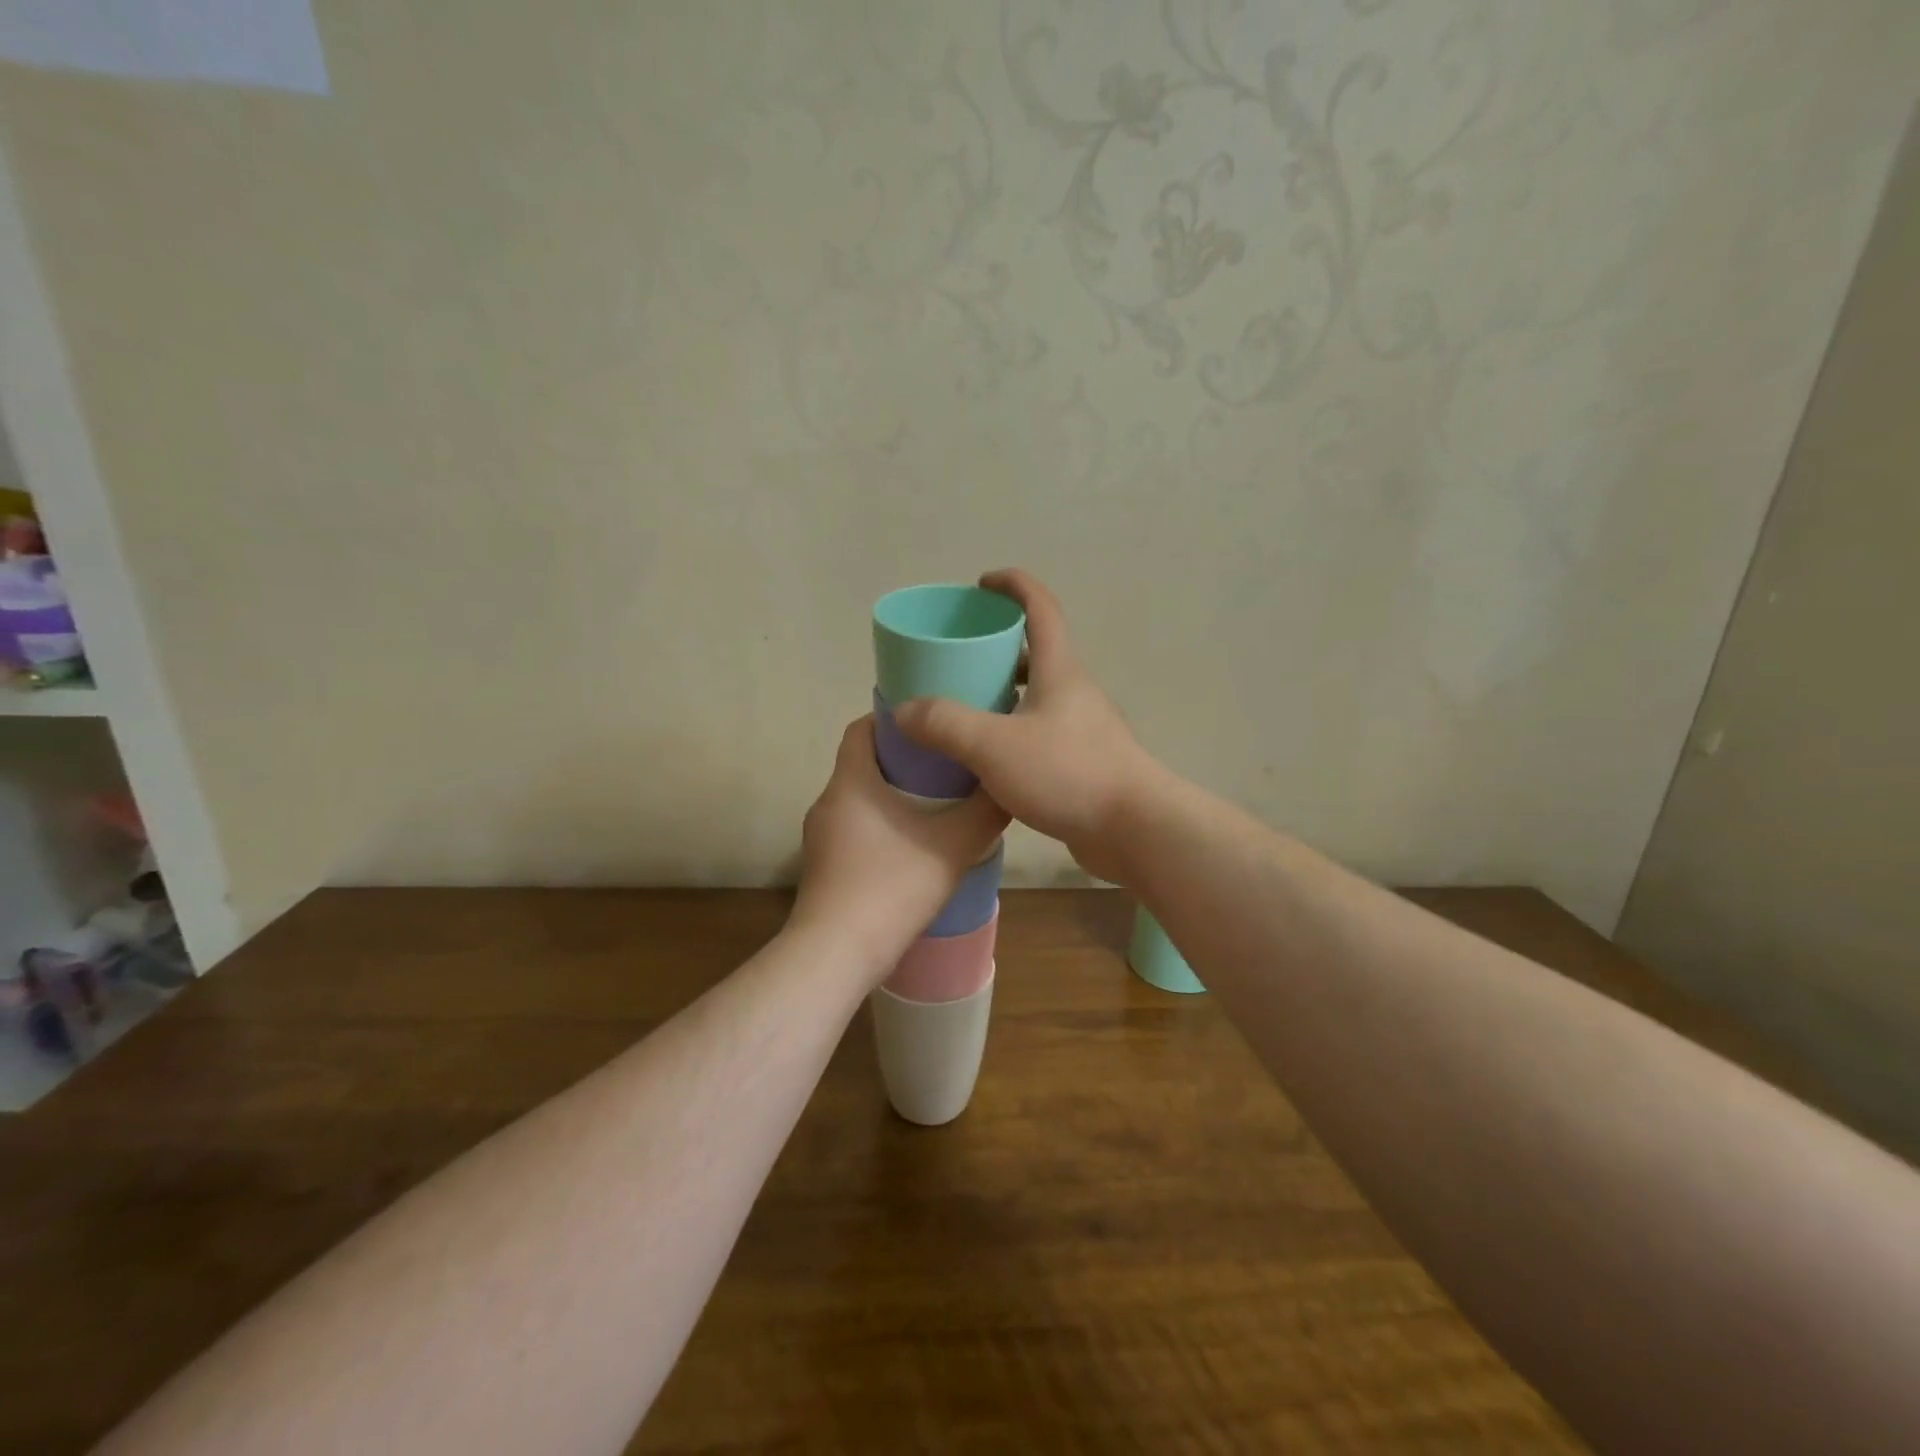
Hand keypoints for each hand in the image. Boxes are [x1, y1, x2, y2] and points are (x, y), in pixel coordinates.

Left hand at [791, 716, 1008, 976]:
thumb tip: (1007, 788)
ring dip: (891, 796)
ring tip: (935, 806)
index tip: (928, 724)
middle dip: (901, 759)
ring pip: (859, 800)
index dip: (892, 719)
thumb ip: (985, 813)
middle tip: (945, 764)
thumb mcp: (953, 846)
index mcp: (851, 782)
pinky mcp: (823, 868)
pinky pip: (854, 831)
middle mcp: (828, 802)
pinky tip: (912, 849)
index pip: (861, 728)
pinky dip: (881, 827)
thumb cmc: (892, 886)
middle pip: (862, 764)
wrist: (837, 953)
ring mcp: (820, 838)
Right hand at [894, 569, 1163, 884]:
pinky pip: (1042, 733)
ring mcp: (1083, 728)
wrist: (1134, 830)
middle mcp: (1075, 692)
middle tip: (958, 659)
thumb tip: (904, 710)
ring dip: (1004, 694)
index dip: (1013, 585)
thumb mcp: (994, 745)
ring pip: (1038, 696)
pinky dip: (1014, 732)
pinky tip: (989, 758)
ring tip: (965, 709)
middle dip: (998, 646)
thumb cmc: (1067, 773)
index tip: (982, 584)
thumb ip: (945, 724)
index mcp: (1059, 670)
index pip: (1041, 607)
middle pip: (1036, 652)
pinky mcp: (1085, 762)